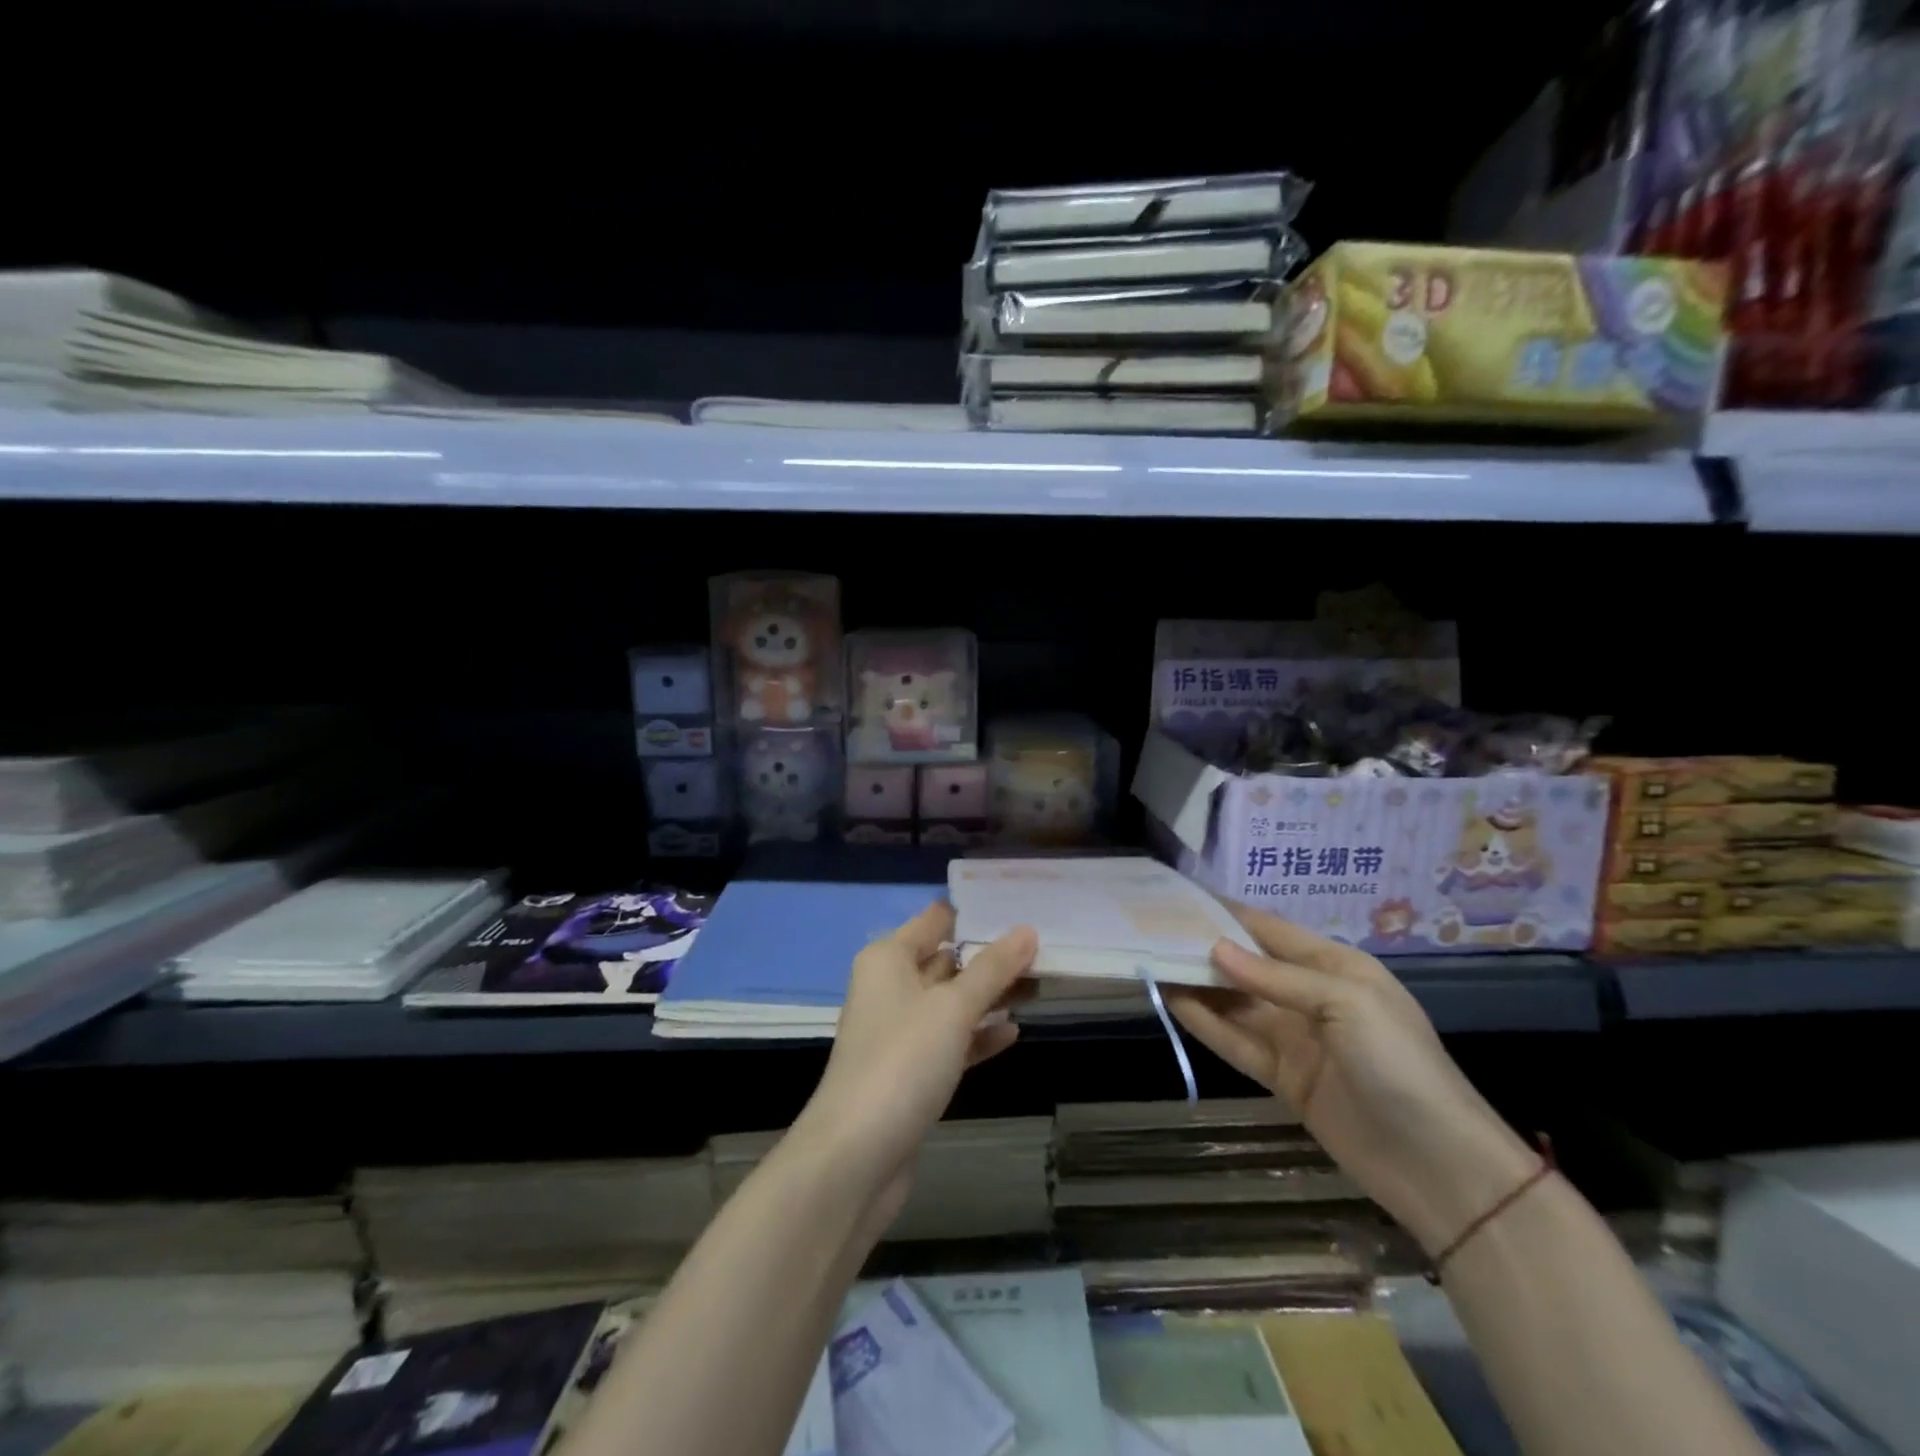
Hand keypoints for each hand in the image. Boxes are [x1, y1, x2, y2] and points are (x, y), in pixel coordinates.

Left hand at [795, 902, 1034, 1231]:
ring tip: (1039, 987)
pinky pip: (950, 1041)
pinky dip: (978, 1036)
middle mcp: (890, 987)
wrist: (856, 1157)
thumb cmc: (902, 1062)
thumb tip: (1027, 931)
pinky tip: (1013, 1034)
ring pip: (952, 1002)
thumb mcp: (952, 1008)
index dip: (975, 912)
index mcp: (889, 958)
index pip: (936, 919)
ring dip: (990, 997)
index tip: (1021, 905)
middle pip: (947, 960)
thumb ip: (992, 969)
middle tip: (1044, 950)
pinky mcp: (910, 1072)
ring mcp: (899, 1032)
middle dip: (991, 957)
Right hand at [1164, 907, 1537, 1255]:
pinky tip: (1173, 1002)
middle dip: (1205, 948)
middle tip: (1153, 930)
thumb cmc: (1401, 1066)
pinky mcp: (1283, 1077)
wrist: (1440, 1167)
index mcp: (1335, 967)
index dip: (1227, 913)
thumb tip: (1215, 949)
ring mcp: (1295, 1038)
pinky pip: (1236, 1041)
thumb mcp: (1347, 1004)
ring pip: (1235, 1002)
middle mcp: (1310, 996)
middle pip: (1247, 965)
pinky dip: (1206, 1023)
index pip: (1270, 930)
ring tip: (1152, 961)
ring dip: (1198, 984)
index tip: (1182, 899)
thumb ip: (1277, 978)